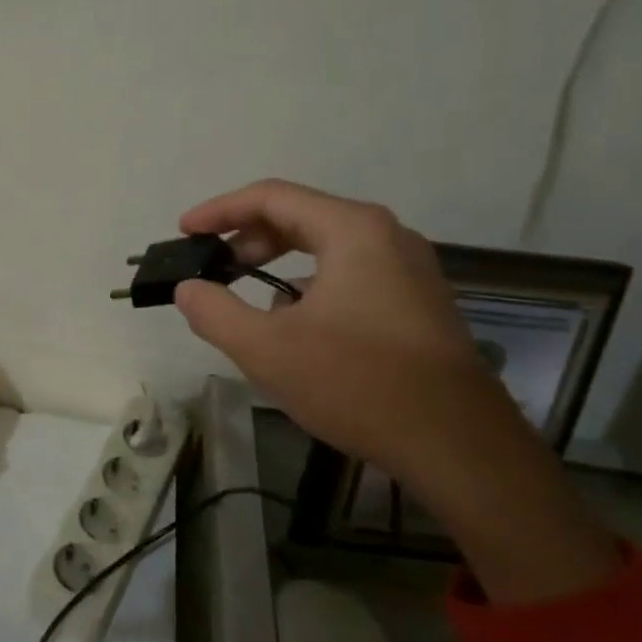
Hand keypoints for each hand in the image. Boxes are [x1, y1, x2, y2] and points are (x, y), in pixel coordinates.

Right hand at [173, 179, 617, 603]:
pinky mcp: (417, 303)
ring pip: (326, 248)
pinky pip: (350, 275)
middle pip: (301, 217)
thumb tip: (188, 289)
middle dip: (247, 239)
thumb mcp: (267, 349)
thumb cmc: (357, 383)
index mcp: (353, 230)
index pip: (272, 197)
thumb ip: (215, 312)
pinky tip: (294, 328)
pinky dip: (309, 287)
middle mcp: (386, 237)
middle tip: (211, 268)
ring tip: (245, 300)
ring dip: (278, 265)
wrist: (457, 445)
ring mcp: (408, 270)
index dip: (220, 210)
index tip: (184, 232)